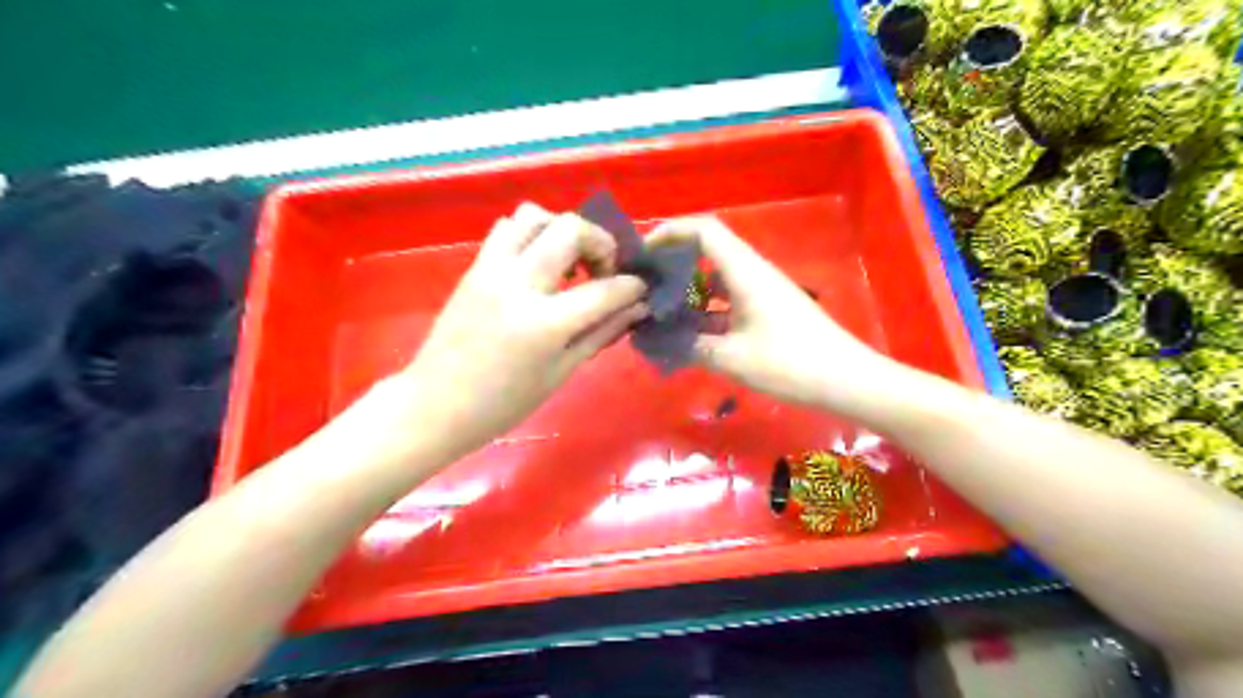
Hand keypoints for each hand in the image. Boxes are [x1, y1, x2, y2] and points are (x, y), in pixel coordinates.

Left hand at [392, 199, 651, 457]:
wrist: (436, 404)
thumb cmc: (504, 402)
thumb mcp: (561, 372)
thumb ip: (601, 332)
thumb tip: (638, 307)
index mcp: (544, 323)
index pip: (604, 289)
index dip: (631, 286)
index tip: (640, 288)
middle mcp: (518, 284)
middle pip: (570, 228)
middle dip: (601, 242)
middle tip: (604, 269)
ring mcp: (491, 270)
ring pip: (534, 215)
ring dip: (562, 230)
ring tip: (570, 262)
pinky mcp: (475, 267)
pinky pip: (507, 229)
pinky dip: (532, 234)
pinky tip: (539, 264)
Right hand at [652, 218, 893, 408]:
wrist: (846, 380)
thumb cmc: (790, 363)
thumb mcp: (733, 358)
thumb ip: (691, 345)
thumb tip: (659, 339)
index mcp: (745, 272)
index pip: (703, 230)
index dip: (670, 232)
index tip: (643, 254)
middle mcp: (752, 272)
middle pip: (707, 250)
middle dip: (672, 262)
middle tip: (644, 285)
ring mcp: (761, 291)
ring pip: (716, 278)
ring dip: (688, 290)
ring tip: (659, 311)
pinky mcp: (767, 310)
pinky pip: (728, 299)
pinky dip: (705, 309)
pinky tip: (688, 333)